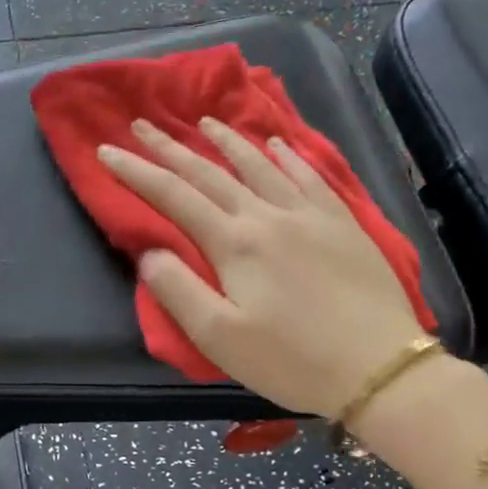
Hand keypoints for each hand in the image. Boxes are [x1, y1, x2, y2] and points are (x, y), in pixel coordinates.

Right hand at [99, 116, 425, 417]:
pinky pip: (309, 176)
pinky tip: (278, 144)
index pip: (173, 196)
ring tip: (205, 120)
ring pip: (260, 165)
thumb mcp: (219, 339)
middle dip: (171, 147)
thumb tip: (150, 251)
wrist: (380, 367)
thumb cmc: (292, 360)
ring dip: (227, 141)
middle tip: (143, 124)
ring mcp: (309, 215)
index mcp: (234, 243)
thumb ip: (178, 291)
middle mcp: (268, 216)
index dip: (136, 171)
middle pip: (210, 173)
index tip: (106, 150)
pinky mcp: (342, 223)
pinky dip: (288, 155)